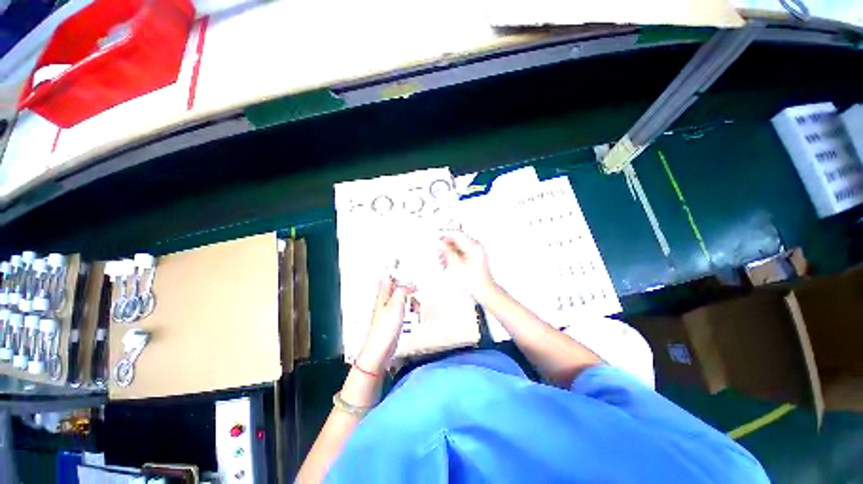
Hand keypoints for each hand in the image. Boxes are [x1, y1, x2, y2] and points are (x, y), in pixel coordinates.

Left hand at [356, 276, 413, 373]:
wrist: (380, 350)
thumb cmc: (385, 328)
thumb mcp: (396, 305)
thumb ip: (402, 291)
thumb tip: (408, 283)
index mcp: (383, 294)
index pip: (388, 276)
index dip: (395, 269)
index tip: (404, 262)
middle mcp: (385, 299)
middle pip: (397, 285)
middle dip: (407, 284)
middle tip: (416, 285)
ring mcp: (390, 309)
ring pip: (402, 296)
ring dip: (410, 297)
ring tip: (416, 303)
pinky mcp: (394, 318)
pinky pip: (404, 307)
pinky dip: (410, 307)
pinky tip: (414, 312)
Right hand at [439, 231, 498, 302]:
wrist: (484, 291)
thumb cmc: (474, 281)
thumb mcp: (456, 266)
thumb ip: (447, 252)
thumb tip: (441, 244)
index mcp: (474, 247)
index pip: (457, 234)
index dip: (446, 234)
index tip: (437, 238)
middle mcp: (477, 246)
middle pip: (458, 239)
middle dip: (447, 244)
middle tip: (439, 251)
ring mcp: (477, 251)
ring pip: (459, 245)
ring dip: (450, 251)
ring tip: (443, 260)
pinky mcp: (476, 256)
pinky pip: (463, 250)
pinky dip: (455, 254)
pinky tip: (449, 262)